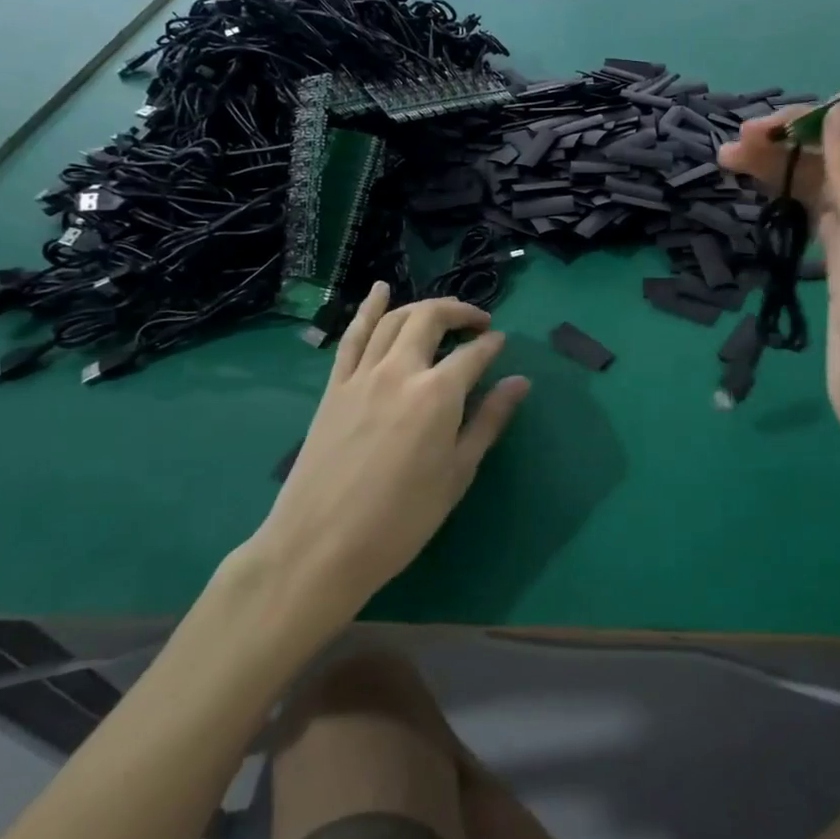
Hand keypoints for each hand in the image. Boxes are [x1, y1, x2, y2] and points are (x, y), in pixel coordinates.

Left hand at [249, 284, 528, 618]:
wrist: (320, 547)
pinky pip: (353, 336)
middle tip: (478, 322)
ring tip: (441, 312)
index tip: (502, 344)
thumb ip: (489, 420)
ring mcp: (362, 375)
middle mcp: (400, 370)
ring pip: (393, 320)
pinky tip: (380, 291)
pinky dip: (368, 309)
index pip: (474, 353)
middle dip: (460, 312)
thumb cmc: (401, 519)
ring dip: (421, 307)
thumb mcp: (458, 473)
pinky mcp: (334, 387)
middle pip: (431, 319)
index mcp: (438, 393)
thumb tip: (520, 381)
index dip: (492, 344)